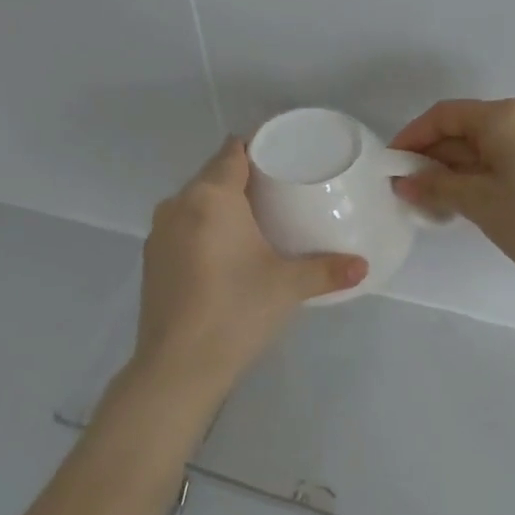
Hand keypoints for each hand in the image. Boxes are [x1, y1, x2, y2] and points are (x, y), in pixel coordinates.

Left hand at [123, 138, 366, 406]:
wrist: (177, 368)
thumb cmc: (236, 311)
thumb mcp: (288, 287)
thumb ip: (328, 270)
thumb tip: (363, 267)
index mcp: (211, 197)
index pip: (233, 150)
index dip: (259, 146)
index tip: (285, 156)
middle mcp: (178, 204)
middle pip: (214, 173)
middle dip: (245, 176)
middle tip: (282, 190)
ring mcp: (159, 232)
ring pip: (195, 201)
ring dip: (222, 203)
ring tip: (257, 220)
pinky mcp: (151, 260)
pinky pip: (183, 226)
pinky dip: (204, 227)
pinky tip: (226, 251)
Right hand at [390, 99, 514, 287]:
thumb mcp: (477, 202)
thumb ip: (435, 186)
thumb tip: (403, 182)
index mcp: (503, 117)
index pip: (444, 115)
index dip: (413, 136)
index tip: (392, 164)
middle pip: (465, 127)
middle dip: (433, 155)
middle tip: (408, 187)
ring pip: (485, 143)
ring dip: (455, 166)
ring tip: (432, 198)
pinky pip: (504, 154)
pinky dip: (479, 171)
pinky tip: (465, 197)